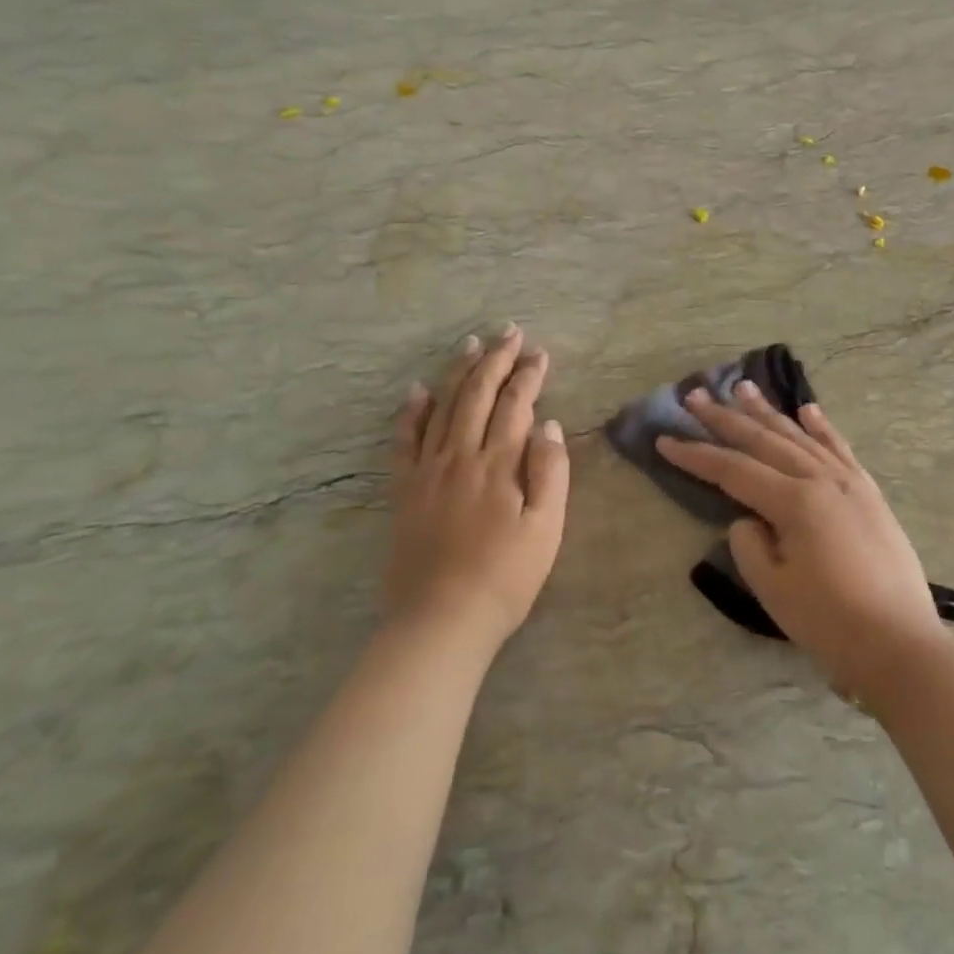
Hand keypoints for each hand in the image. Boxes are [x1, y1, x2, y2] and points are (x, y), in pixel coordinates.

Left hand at [386, 326, 570, 652]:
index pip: (515, 404)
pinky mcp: (404, 490)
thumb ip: (549, 472)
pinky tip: (417, 390)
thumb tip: (547, 424)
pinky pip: (404, 441)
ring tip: (471, 344)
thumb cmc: (505, 577)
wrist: (441, 620)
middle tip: (509, 332)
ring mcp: (428, 471)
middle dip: (496, 360)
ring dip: (458, 372)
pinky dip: (410, 412)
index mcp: (499, 464)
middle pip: (478, 395)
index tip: (540, 353)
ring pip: (443, 407)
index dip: (529, 375)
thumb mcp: (546, 529)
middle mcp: (461, 455)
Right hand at [656, 383, 944, 695]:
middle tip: (696, 396)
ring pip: (800, 437)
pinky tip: (807, 410)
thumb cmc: (830, 623)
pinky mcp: (869, 494)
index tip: (665, 440)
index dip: (696, 456)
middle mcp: (822, 480)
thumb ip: (749, 544)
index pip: (733, 470)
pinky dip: (822, 427)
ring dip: (769, 412)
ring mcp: (850, 483)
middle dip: (725, 419)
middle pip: (764, 441)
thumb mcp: (773, 589)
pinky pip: (840, 449)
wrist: (901, 645)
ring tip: (744, 387)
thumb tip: (750, 518)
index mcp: (795, 502)